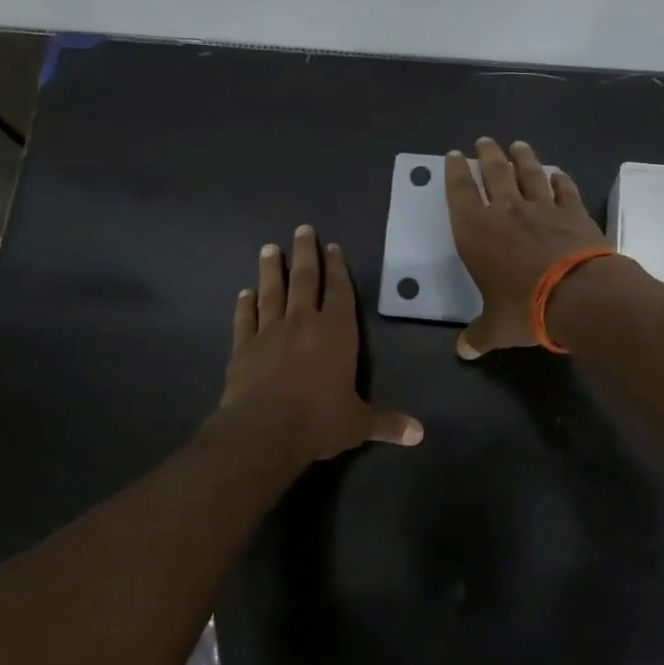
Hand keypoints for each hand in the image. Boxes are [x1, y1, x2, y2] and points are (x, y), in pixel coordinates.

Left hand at [218, 224, 422, 465]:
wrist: (263, 431)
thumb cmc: (319, 420)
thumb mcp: (358, 423)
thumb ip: (387, 423)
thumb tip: (420, 434)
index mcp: (336, 332)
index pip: (339, 291)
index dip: (337, 268)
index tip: (331, 246)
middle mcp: (303, 322)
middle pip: (304, 279)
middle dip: (304, 253)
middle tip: (301, 229)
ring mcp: (270, 332)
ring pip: (271, 292)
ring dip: (270, 270)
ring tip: (268, 248)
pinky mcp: (243, 347)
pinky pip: (245, 319)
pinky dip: (244, 305)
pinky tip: (244, 293)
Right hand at [444, 137, 610, 358]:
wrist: (578, 295)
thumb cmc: (524, 308)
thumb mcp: (496, 328)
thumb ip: (479, 335)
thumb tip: (464, 352)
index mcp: (476, 231)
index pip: (460, 193)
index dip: (454, 173)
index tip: (453, 156)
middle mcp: (506, 211)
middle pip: (494, 172)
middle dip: (487, 155)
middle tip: (484, 141)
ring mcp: (543, 208)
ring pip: (530, 173)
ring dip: (523, 158)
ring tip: (518, 145)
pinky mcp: (574, 213)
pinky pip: (565, 190)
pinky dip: (561, 180)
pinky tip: (558, 173)